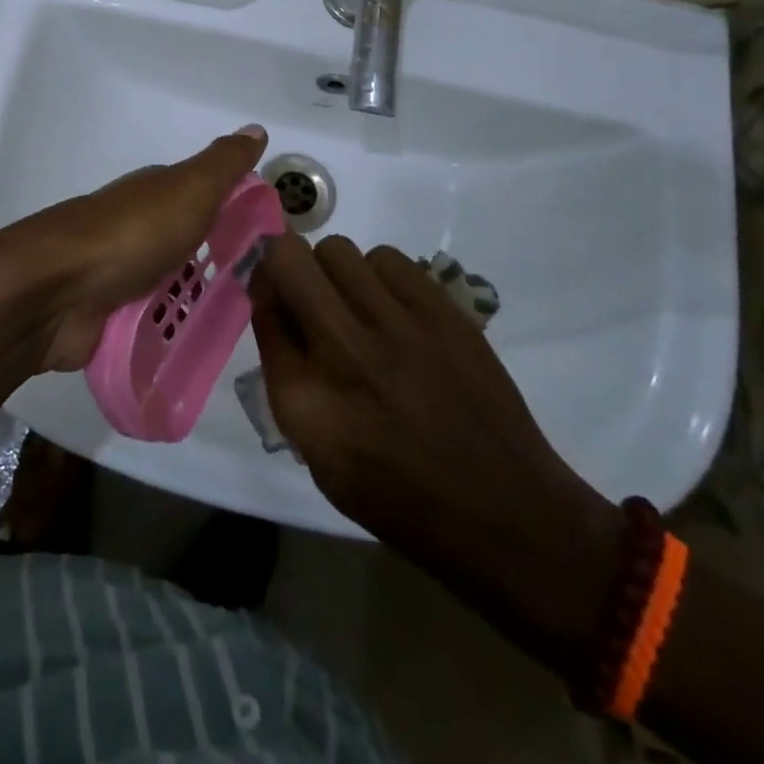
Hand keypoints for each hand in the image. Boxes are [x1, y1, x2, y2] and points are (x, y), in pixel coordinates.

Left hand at [0, 126, 268, 371]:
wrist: (56, 291)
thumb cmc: (131, 234)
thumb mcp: (188, 189)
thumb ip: (223, 164)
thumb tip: (256, 128)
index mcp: (158, 195)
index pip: (210, 199)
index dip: (242, 215)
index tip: (277, 244)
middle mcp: (141, 230)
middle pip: (194, 246)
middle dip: (226, 267)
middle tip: (268, 294)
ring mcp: (124, 275)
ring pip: (176, 287)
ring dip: (201, 303)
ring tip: (244, 328)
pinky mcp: (112, 318)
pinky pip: (155, 325)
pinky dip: (174, 333)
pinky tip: (202, 348)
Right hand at [250, 233, 621, 672]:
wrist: (503, 513)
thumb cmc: (399, 497)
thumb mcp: (318, 455)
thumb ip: (287, 375)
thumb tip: (277, 308)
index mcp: (303, 398)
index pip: (260, 307)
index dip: (262, 292)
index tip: (273, 296)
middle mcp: (342, 349)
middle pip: (289, 259)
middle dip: (285, 264)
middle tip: (304, 288)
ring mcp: (396, 324)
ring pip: (338, 250)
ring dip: (334, 271)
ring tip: (354, 303)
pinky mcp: (441, 311)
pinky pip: (388, 258)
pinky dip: (379, 274)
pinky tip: (393, 308)